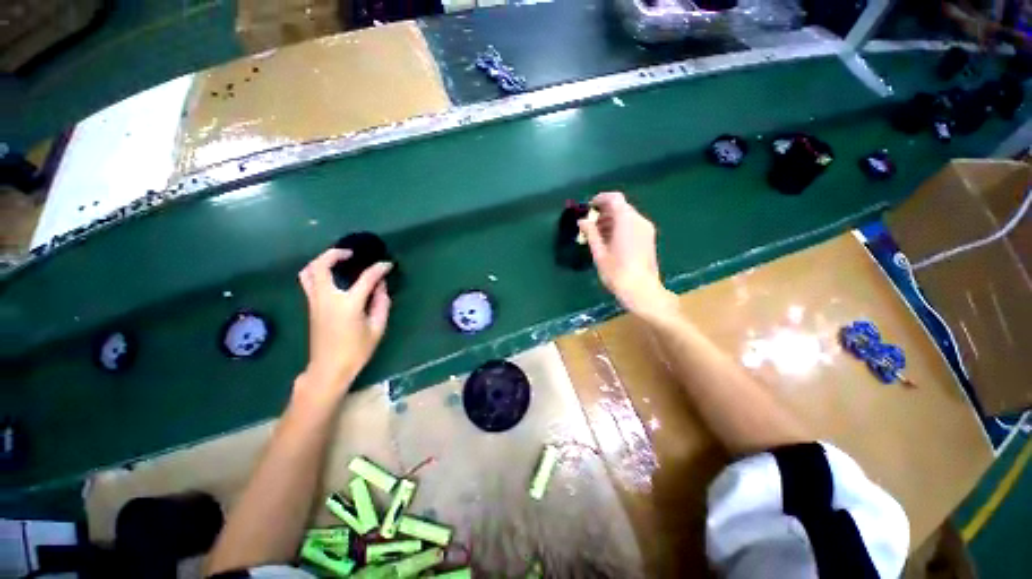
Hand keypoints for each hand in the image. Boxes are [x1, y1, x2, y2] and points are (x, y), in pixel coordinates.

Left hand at [296, 248, 392, 401]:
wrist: (328, 368)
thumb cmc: (356, 350)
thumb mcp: (377, 328)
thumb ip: (381, 304)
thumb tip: (381, 286)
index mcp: (348, 304)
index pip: (365, 279)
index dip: (379, 269)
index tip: (388, 264)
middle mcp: (327, 298)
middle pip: (321, 266)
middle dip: (335, 254)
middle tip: (351, 253)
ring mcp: (315, 302)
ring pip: (308, 272)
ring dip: (321, 261)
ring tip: (338, 260)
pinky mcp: (311, 306)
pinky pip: (309, 281)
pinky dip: (318, 271)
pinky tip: (333, 275)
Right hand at [578, 192, 677, 324]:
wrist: (642, 291)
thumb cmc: (617, 273)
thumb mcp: (599, 253)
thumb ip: (591, 233)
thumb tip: (582, 221)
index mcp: (626, 221)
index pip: (614, 198)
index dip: (600, 199)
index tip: (589, 207)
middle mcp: (639, 221)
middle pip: (621, 207)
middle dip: (604, 212)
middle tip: (590, 224)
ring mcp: (646, 230)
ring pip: (627, 216)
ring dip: (611, 220)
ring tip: (597, 234)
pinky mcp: (648, 238)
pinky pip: (633, 225)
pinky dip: (620, 227)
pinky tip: (610, 241)